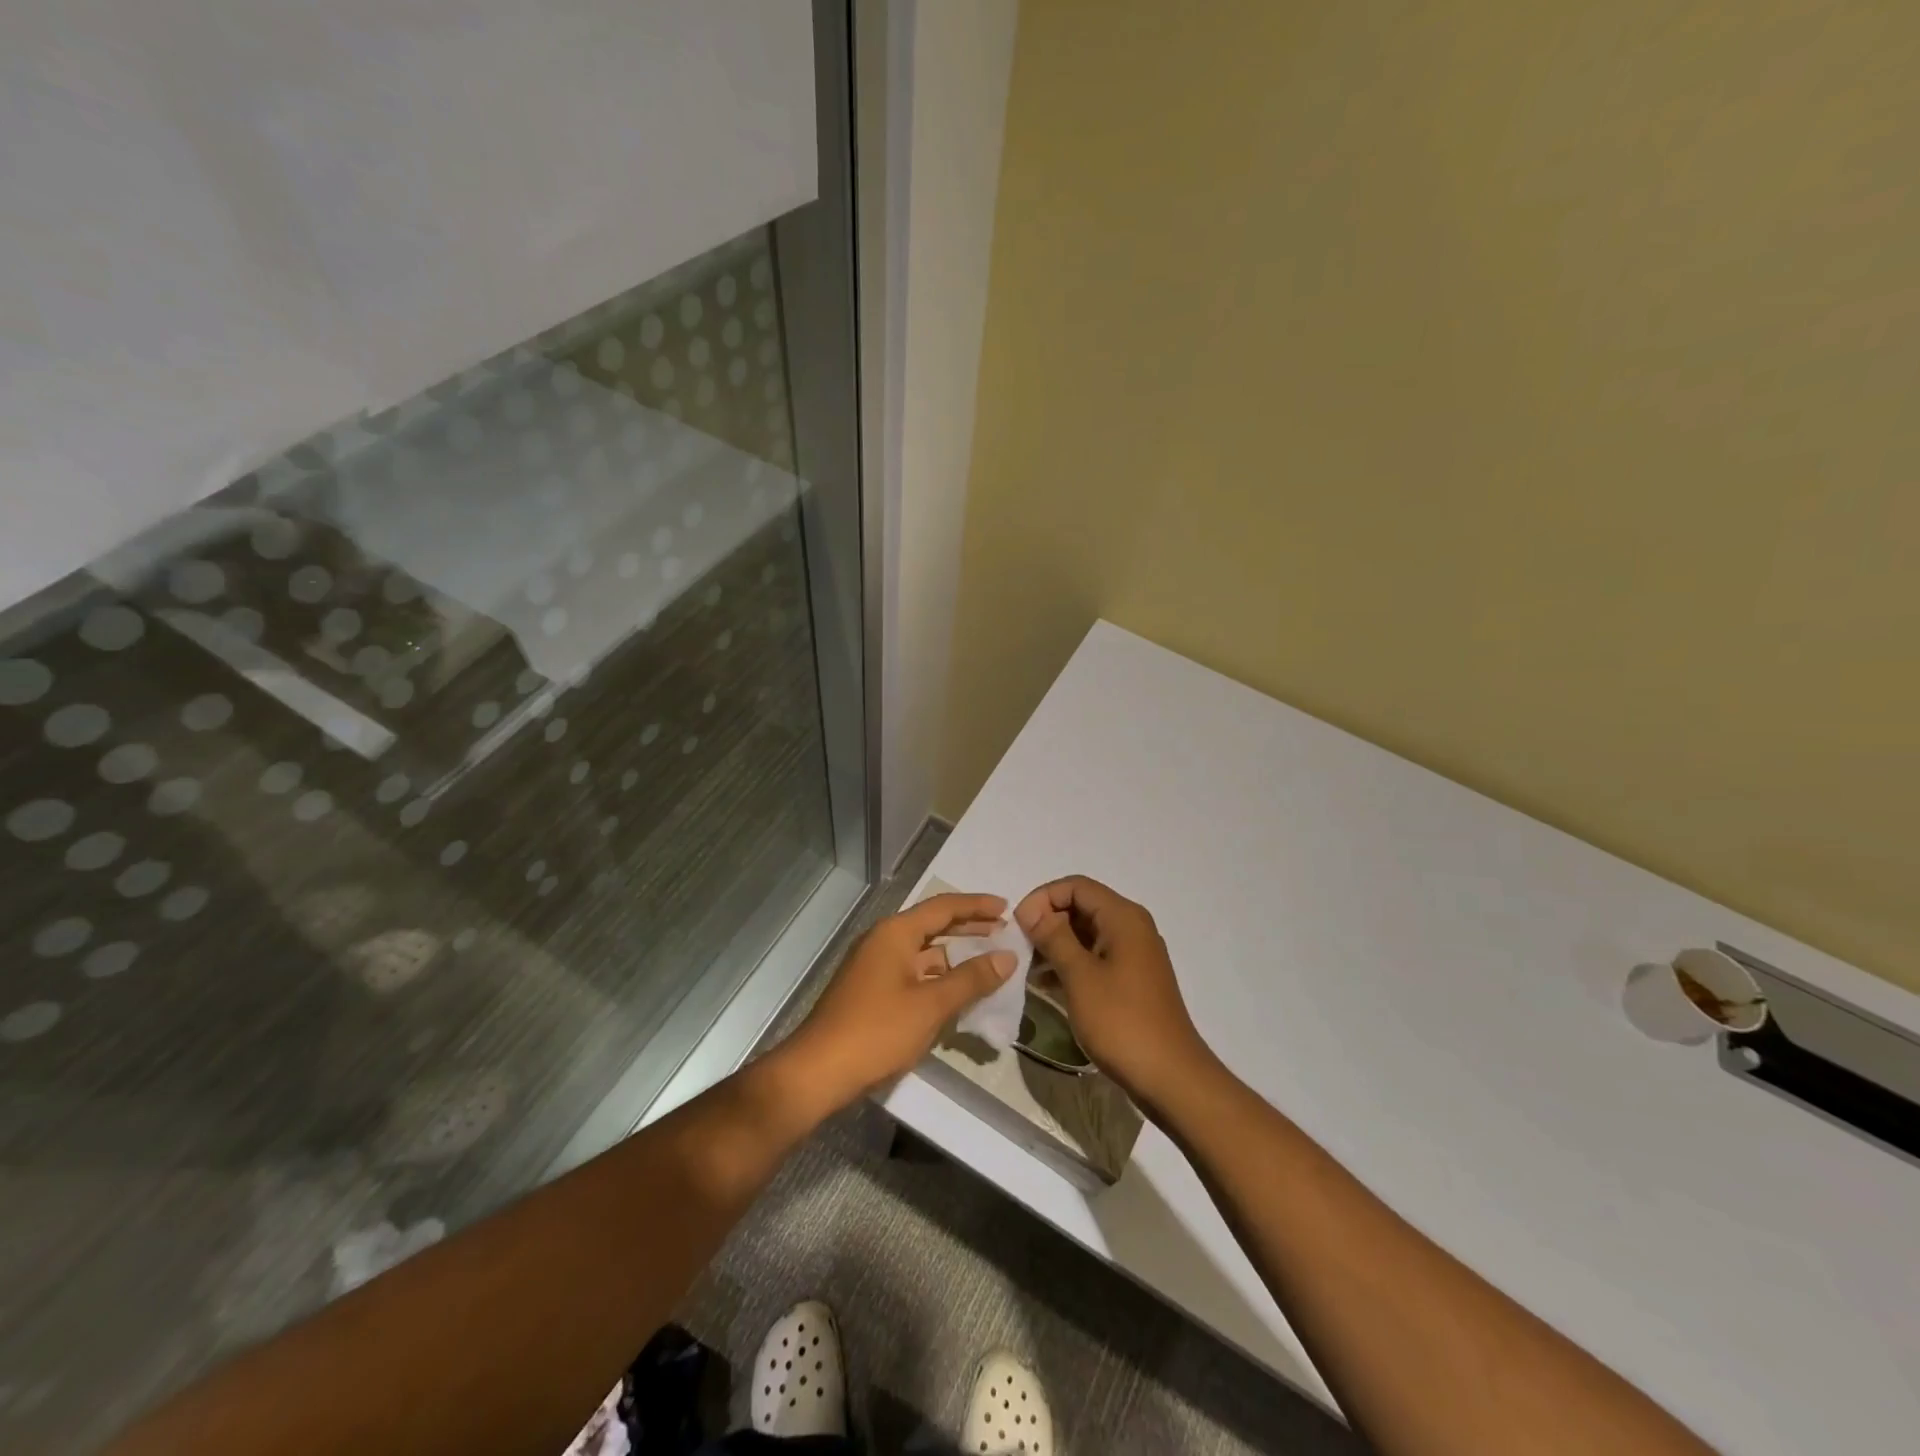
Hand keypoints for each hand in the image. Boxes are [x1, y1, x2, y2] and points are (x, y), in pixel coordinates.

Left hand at [778, 893, 1015, 1114]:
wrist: (819, 1072)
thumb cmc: (877, 1031)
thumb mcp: (931, 1005)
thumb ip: (971, 979)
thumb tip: (1007, 957)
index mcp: (895, 933)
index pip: (943, 907)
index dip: (977, 906)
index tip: (1007, 908)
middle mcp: (884, 941)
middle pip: (933, 926)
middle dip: (969, 928)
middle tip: (1004, 931)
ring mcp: (876, 967)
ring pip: (925, 953)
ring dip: (956, 956)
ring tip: (990, 963)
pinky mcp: (873, 992)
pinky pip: (914, 974)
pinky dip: (939, 978)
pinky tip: (960, 993)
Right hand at [1015, 876, 1214, 1111]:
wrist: (1170, 1078)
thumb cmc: (1122, 1022)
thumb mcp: (1080, 976)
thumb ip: (1053, 937)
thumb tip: (1029, 909)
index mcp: (1123, 917)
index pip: (1075, 886)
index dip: (1042, 898)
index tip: (1018, 925)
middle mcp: (1132, 927)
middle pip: (1082, 906)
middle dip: (1047, 920)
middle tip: (1020, 947)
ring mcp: (1134, 955)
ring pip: (1086, 933)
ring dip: (1056, 943)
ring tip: (1027, 967)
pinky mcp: (1131, 980)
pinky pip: (1095, 957)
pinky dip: (1070, 963)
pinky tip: (1046, 983)